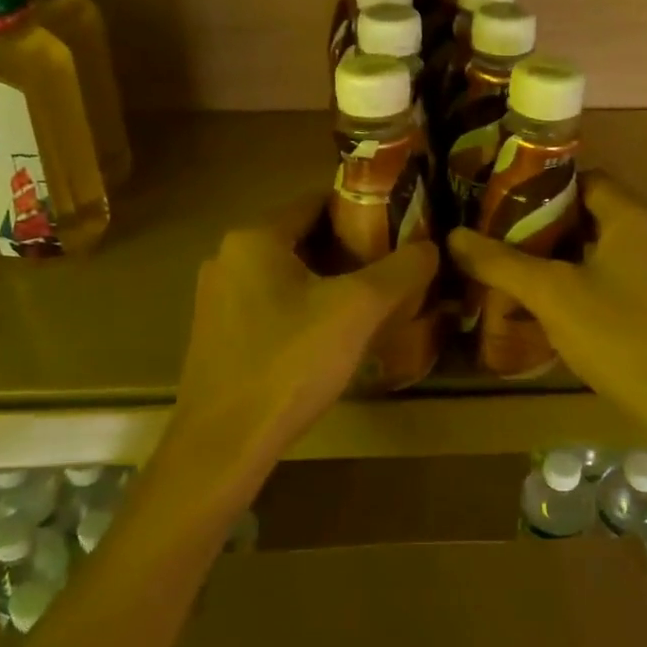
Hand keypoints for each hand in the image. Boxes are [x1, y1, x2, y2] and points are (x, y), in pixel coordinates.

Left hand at [173, 194, 438, 469]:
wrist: (223, 444)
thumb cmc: (289, 362)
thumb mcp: (358, 310)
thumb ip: (401, 269)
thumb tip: (431, 247)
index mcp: (255, 237)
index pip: (317, 202)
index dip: (362, 210)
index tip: (399, 228)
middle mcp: (228, 256)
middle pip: (302, 238)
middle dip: (348, 250)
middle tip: (392, 269)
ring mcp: (216, 297)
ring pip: (286, 274)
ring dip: (326, 281)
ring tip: (369, 302)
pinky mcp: (216, 333)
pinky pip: (269, 304)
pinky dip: (301, 308)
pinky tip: (329, 336)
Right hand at [449, 173, 646, 449]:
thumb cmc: (624, 337)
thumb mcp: (553, 297)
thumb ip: (502, 264)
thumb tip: (454, 236)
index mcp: (632, 218)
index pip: (584, 179)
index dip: (542, 188)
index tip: (501, 206)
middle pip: (591, 218)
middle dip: (545, 231)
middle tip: (501, 248)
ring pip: (603, 256)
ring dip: (563, 265)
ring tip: (520, 283)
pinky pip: (619, 285)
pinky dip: (586, 291)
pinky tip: (560, 320)